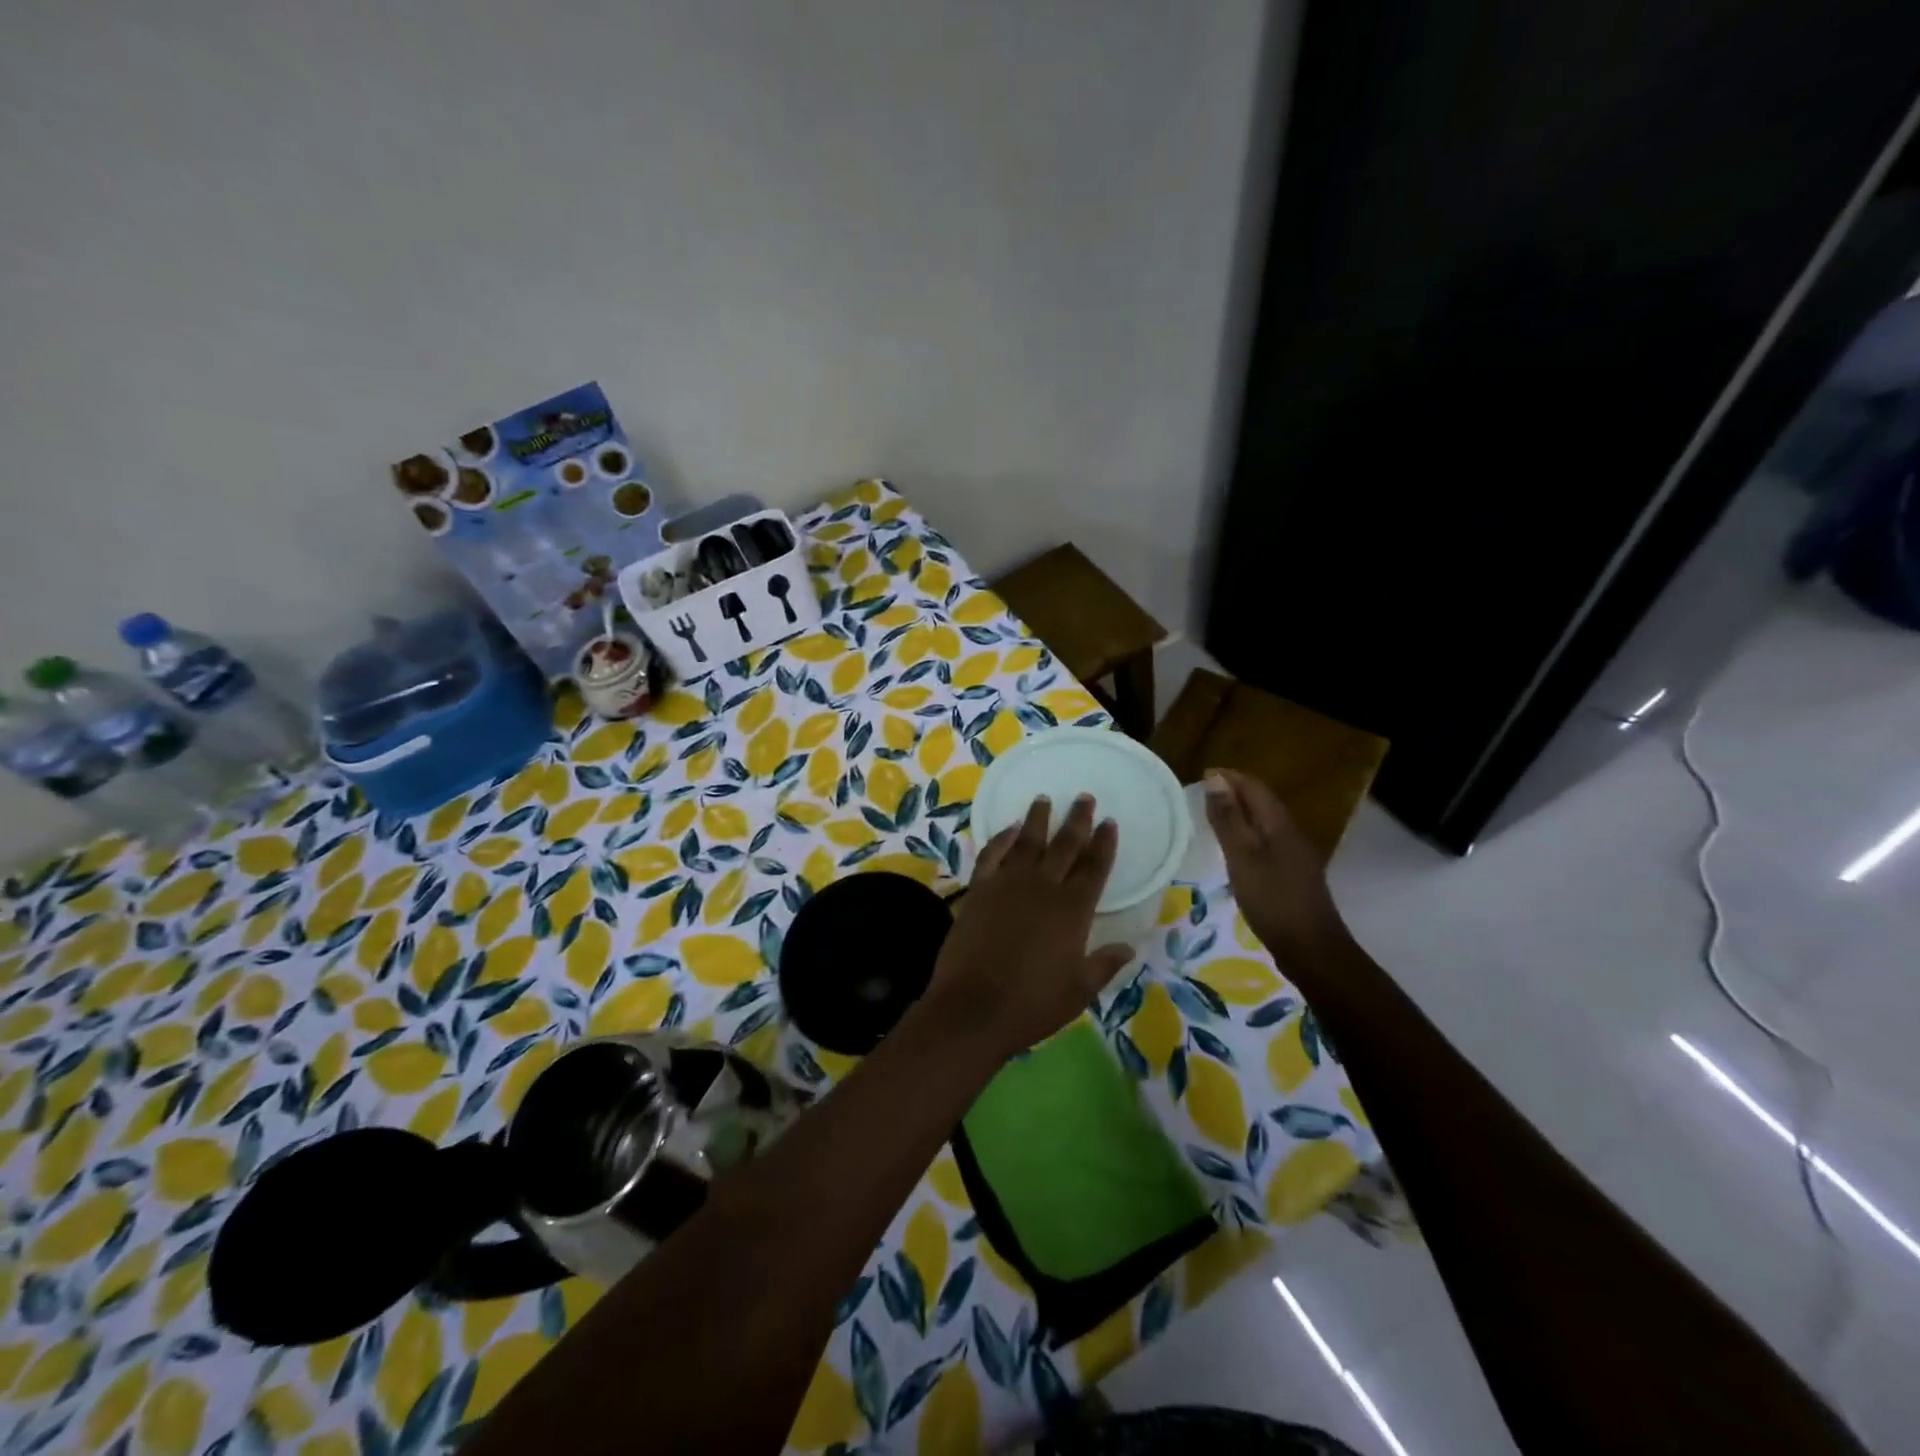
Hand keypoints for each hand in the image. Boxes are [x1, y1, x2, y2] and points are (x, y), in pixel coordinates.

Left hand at [927, 794, 1133, 1059]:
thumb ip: (1104, 964)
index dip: (1104, 843)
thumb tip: (1128, 946)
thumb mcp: (1079, 991)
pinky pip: (992, 854)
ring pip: (1027, 842)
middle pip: (1064, 845)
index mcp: (1073, 911)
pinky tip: (1009, 828)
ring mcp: (1007, 885)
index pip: (1094, 868)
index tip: (1109, 822)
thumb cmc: (1031, 1004)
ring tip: (1045, 799)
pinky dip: (1001, 838)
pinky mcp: (978, 890)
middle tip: (1084, 797)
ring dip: (1038, 819)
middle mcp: (1043, 888)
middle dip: (1077, 820)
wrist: (972, 1008)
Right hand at [1204, 768, 1348, 960]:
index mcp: (1279, 824)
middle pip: (1261, 802)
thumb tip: (1215, 778)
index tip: (1199, 777)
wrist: (1311, 949)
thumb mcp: (1242, 856)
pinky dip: (1246, 836)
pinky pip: (1266, 842)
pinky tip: (1232, 851)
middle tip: (1199, 796)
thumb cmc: (1272, 899)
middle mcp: (1290, 832)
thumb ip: (1228, 818)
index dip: (1228, 777)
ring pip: (1264, 822)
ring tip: (1210, 819)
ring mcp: (1294, 854)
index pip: (1254, 786)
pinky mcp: (1291, 874)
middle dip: (1233, 793)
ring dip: (1239, 814)